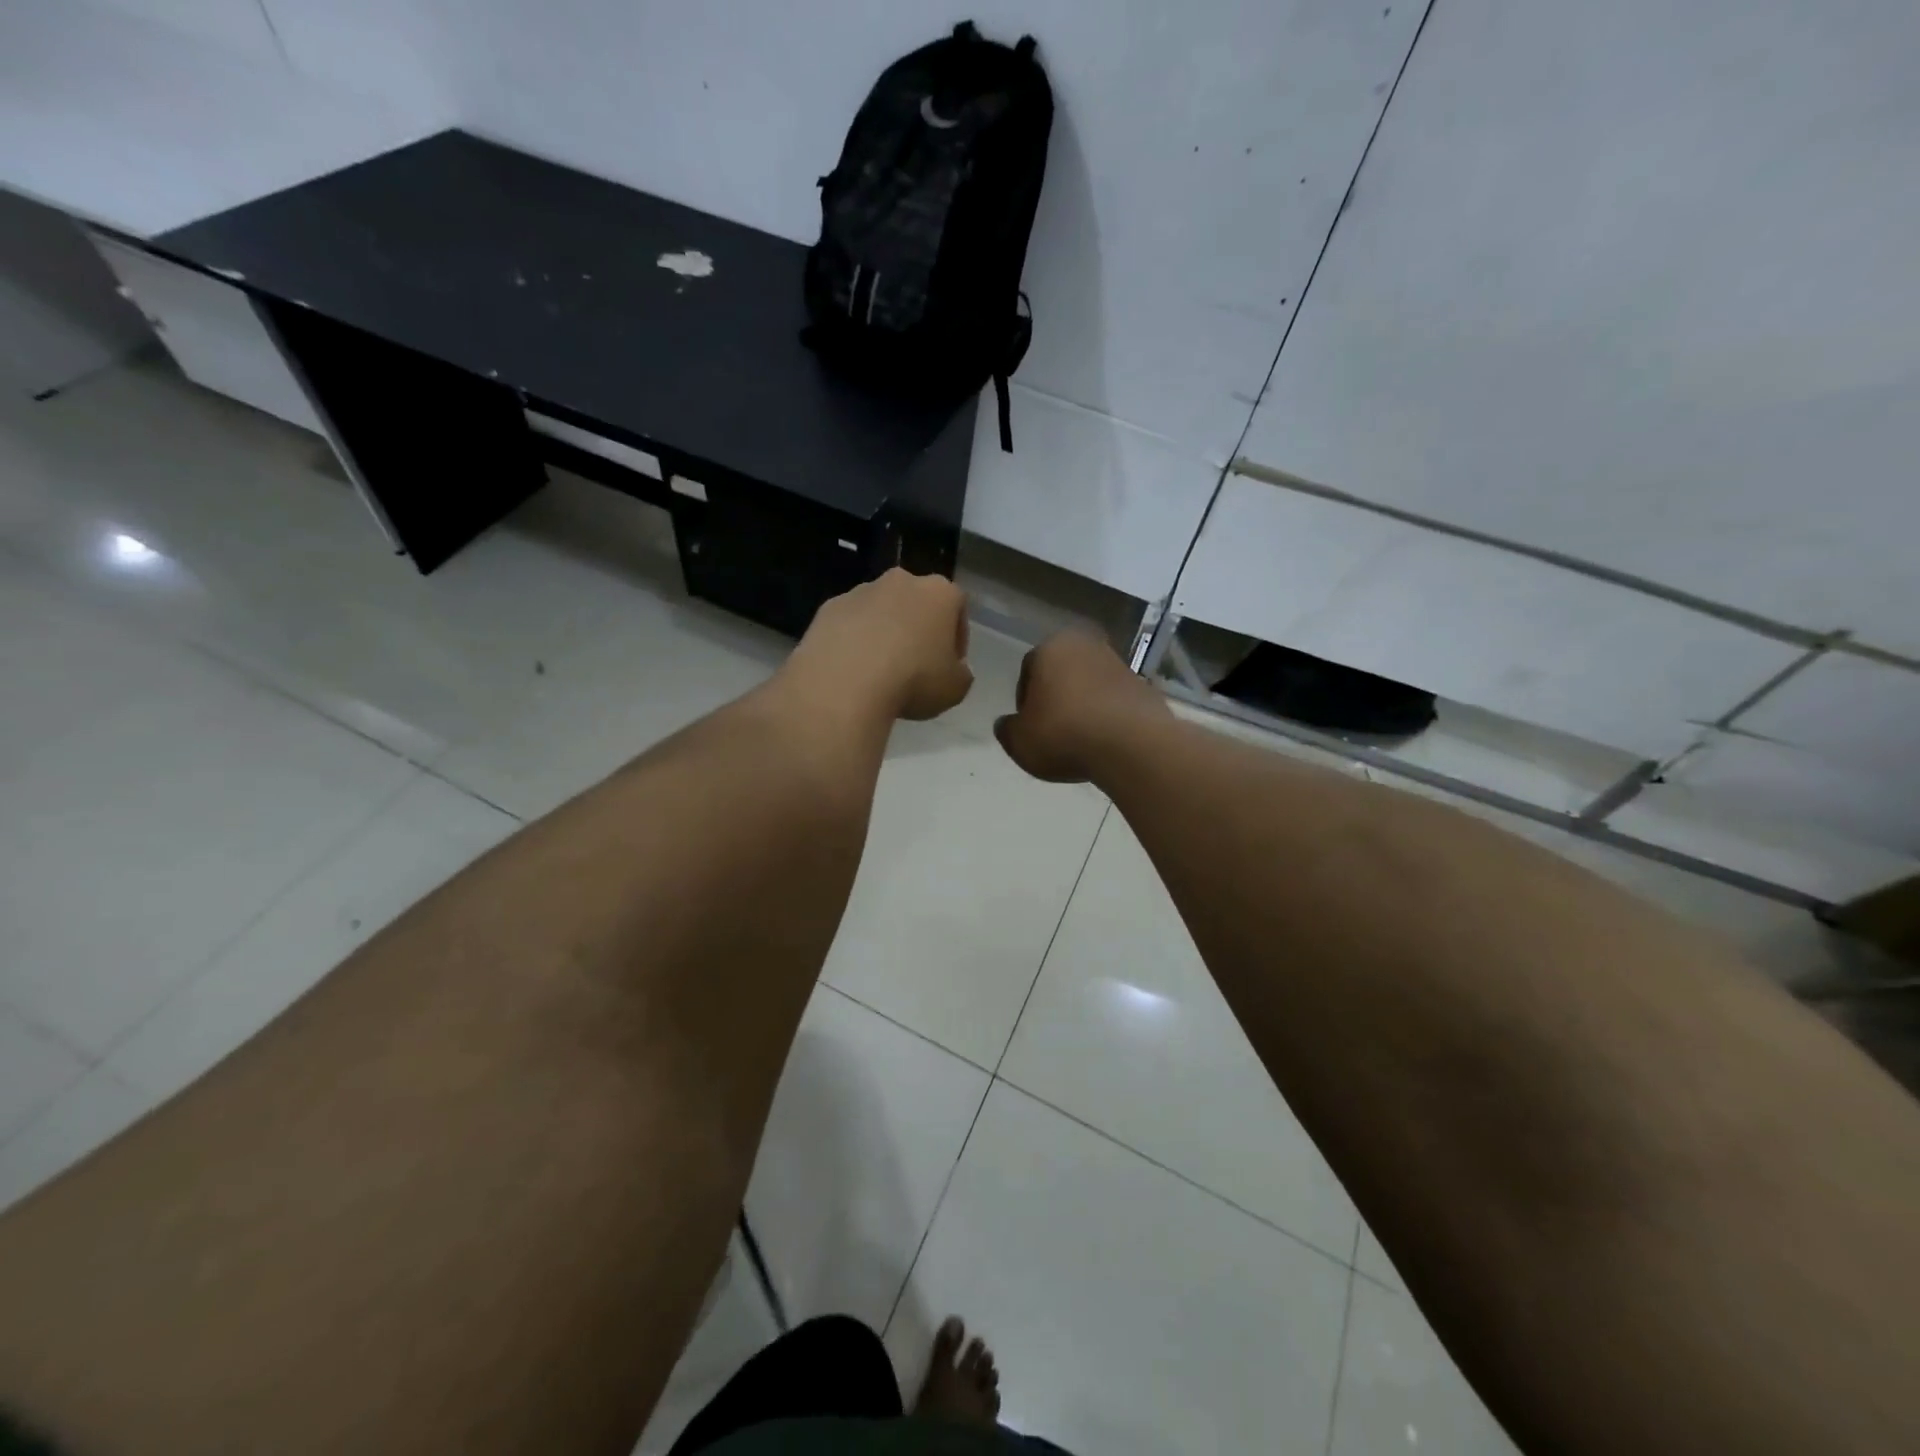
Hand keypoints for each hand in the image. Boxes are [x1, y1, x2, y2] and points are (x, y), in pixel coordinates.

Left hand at [784, 568, 973, 722]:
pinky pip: (850, 624)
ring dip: (884, 634)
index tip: (950, 665)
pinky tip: (853, 670)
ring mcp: (861, 591)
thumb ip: (961, 674)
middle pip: (917, 604)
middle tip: (916, 666)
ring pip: (881, 611)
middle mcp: (901, 581)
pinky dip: (854, 641)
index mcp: (939, 592)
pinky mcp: (829, 607)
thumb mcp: (955, 689)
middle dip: (918, 629)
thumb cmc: (913, 680)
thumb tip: (954, 670)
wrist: (845, 682)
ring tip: (880, 671)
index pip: (958, 608)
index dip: (957, 639)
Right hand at [994, 629, 1170, 782]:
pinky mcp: (1144, 686)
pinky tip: (1105, 742)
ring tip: (1080, 740)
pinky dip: (1108, 716)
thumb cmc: (1064, 734)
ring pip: (1090, 685)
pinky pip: (1115, 701)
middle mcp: (1087, 645)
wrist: (1131, 745)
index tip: (1029, 726)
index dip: (1025, 700)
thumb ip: (1007, 730)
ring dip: (1083, 706)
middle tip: (1052, 731)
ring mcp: (1120, 664)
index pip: (1028, 669)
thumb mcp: (1019, 741)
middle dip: (1056, 698)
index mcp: (1052, 647)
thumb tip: (1006, 724)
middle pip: (1062, 674)